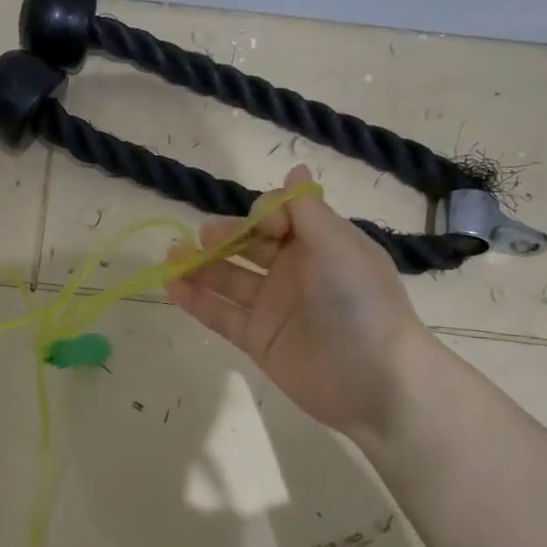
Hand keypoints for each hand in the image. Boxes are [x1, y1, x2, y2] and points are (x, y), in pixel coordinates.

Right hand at [166, 165, 443, 436]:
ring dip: (200, 266)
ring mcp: (273, 307)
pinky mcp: (257, 339)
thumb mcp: (336, 245)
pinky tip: (172, 286)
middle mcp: (294, 272)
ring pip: (228, 279)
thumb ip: (305, 209)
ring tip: (172, 256)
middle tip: (202, 238)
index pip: (278, 218)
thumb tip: (296, 168)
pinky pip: (220, 315)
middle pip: (248, 246)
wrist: (373, 379)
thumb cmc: (359, 302)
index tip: (261, 228)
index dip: (262, 217)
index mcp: (318, 244)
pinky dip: (196, 300)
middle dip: (222, 237)